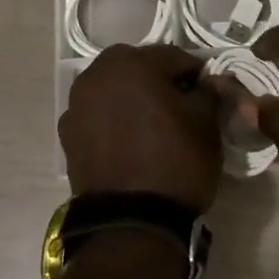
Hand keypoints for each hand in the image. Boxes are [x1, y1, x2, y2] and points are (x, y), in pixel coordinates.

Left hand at [59, 44, 221, 213]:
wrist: (131, 221)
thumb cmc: (176, 162)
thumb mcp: (207, 124)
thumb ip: (209, 93)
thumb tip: (210, 83)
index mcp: (130, 63)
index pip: (173, 57)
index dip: (196, 74)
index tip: (209, 94)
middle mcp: (95, 76)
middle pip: (137, 69)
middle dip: (159, 82)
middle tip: (181, 107)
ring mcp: (76, 106)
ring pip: (114, 92)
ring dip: (133, 100)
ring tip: (154, 126)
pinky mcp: (68, 136)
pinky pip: (98, 117)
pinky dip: (114, 122)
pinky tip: (131, 144)